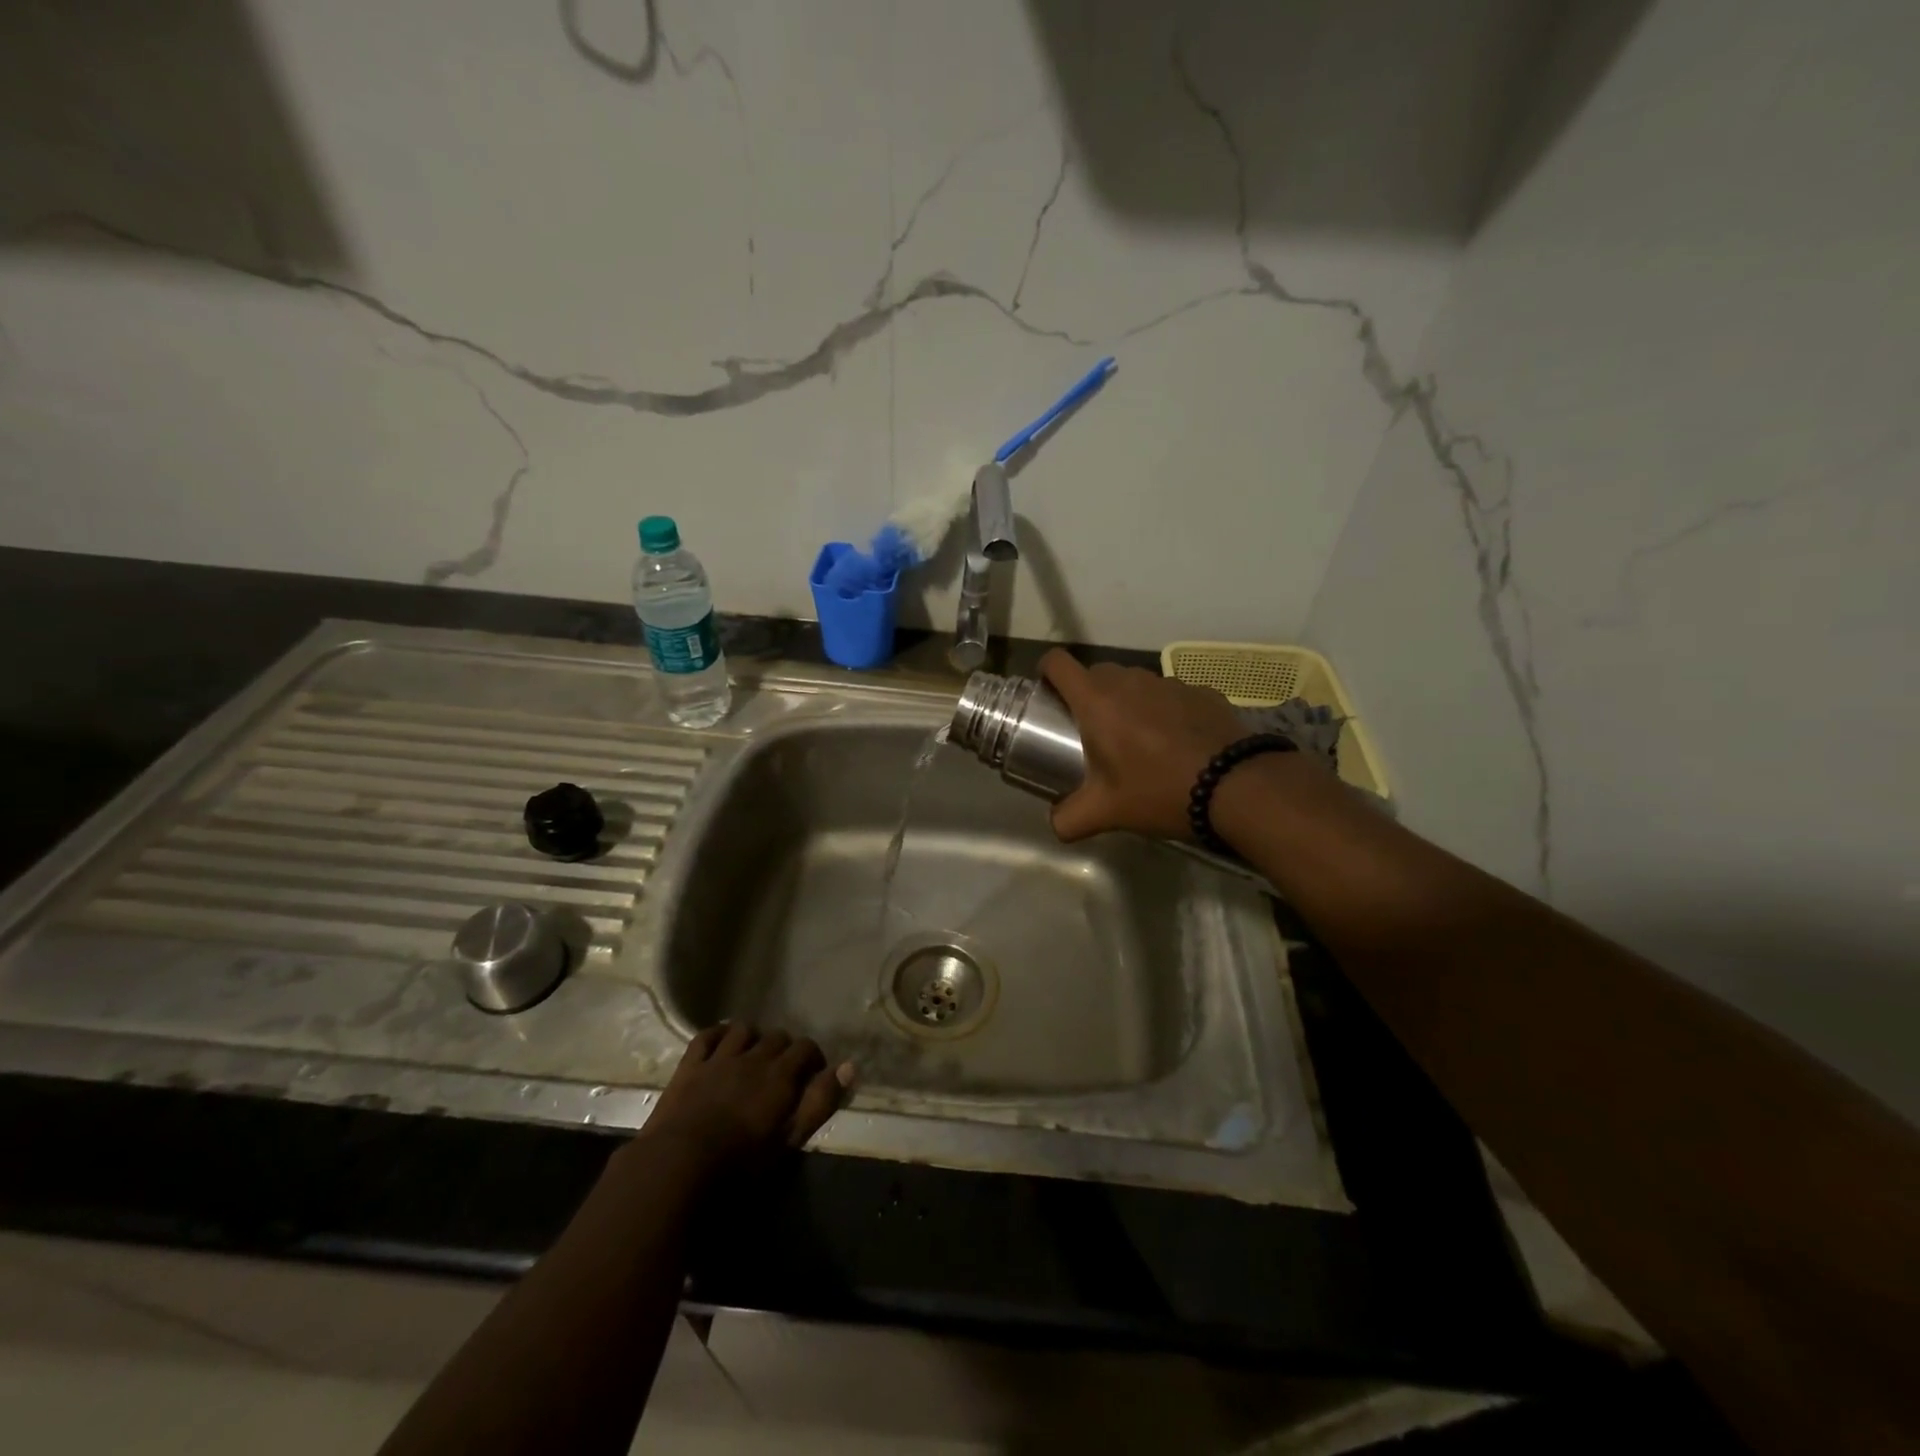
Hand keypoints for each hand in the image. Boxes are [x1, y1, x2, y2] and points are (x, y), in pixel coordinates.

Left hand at [637, 1023, 853, 1180]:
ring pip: (744, 1029)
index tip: (812, 1078)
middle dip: (784, 1050)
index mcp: (780, 1075)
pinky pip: (707, 1035)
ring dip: (753, 1039)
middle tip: (782, 1073)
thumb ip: (820, 1102)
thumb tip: (849, 1067)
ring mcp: (719, 1058)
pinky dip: (718, 1035)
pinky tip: (721, 1044)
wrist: (678, 1166)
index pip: (807, 1049)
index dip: (813, 1060)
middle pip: (777, 1037)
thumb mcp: (789, 1140)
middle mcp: (754, 1057)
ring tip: (752, 1056)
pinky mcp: (690, 1065)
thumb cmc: (740, 1164)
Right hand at [1040, 649, 1246, 842]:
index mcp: (1097, 701)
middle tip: (1092, 731)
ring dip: (1128, 702)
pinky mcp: (1202, 691)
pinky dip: (1165, 711)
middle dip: (1088, 695)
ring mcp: (1169, 682)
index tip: (1048, 693)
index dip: (1047, 672)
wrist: (1236, 787)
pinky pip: (1171, 694)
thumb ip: (1069, 819)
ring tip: (1139, 740)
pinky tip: (1178, 743)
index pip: (1058, 663)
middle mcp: (1130, 681)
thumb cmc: (1158, 791)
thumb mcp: (1106, 813)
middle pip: (1096, 673)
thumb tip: (1055, 824)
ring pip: (1136, 682)